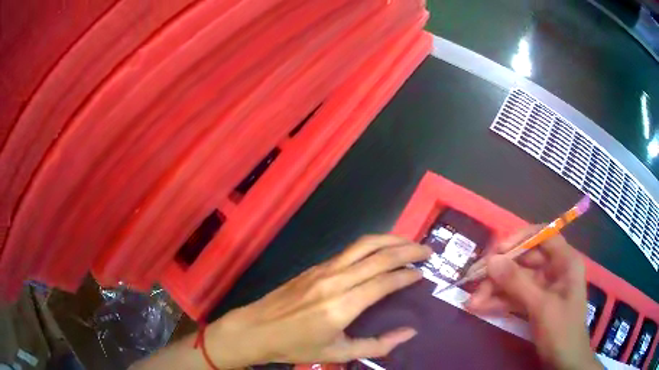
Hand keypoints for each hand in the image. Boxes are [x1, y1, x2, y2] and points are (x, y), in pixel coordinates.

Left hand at [204, 235, 431, 366]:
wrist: (256, 329)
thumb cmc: (296, 346)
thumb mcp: (338, 353)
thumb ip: (378, 345)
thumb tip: (409, 332)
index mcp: (342, 305)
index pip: (385, 281)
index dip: (408, 275)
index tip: (424, 273)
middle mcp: (335, 280)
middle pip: (379, 255)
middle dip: (407, 249)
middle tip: (427, 250)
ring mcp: (323, 269)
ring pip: (363, 245)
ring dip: (390, 240)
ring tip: (409, 244)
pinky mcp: (315, 267)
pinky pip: (350, 250)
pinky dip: (372, 245)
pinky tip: (380, 252)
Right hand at [466, 226, 601, 369]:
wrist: (563, 362)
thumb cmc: (561, 330)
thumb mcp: (541, 306)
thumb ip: (517, 283)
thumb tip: (491, 260)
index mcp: (565, 261)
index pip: (543, 236)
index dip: (520, 239)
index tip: (497, 251)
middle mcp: (554, 270)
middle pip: (525, 261)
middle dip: (500, 273)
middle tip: (475, 282)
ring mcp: (544, 288)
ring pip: (516, 281)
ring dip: (495, 290)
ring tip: (472, 303)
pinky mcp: (534, 304)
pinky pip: (515, 297)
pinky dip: (499, 302)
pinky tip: (480, 308)